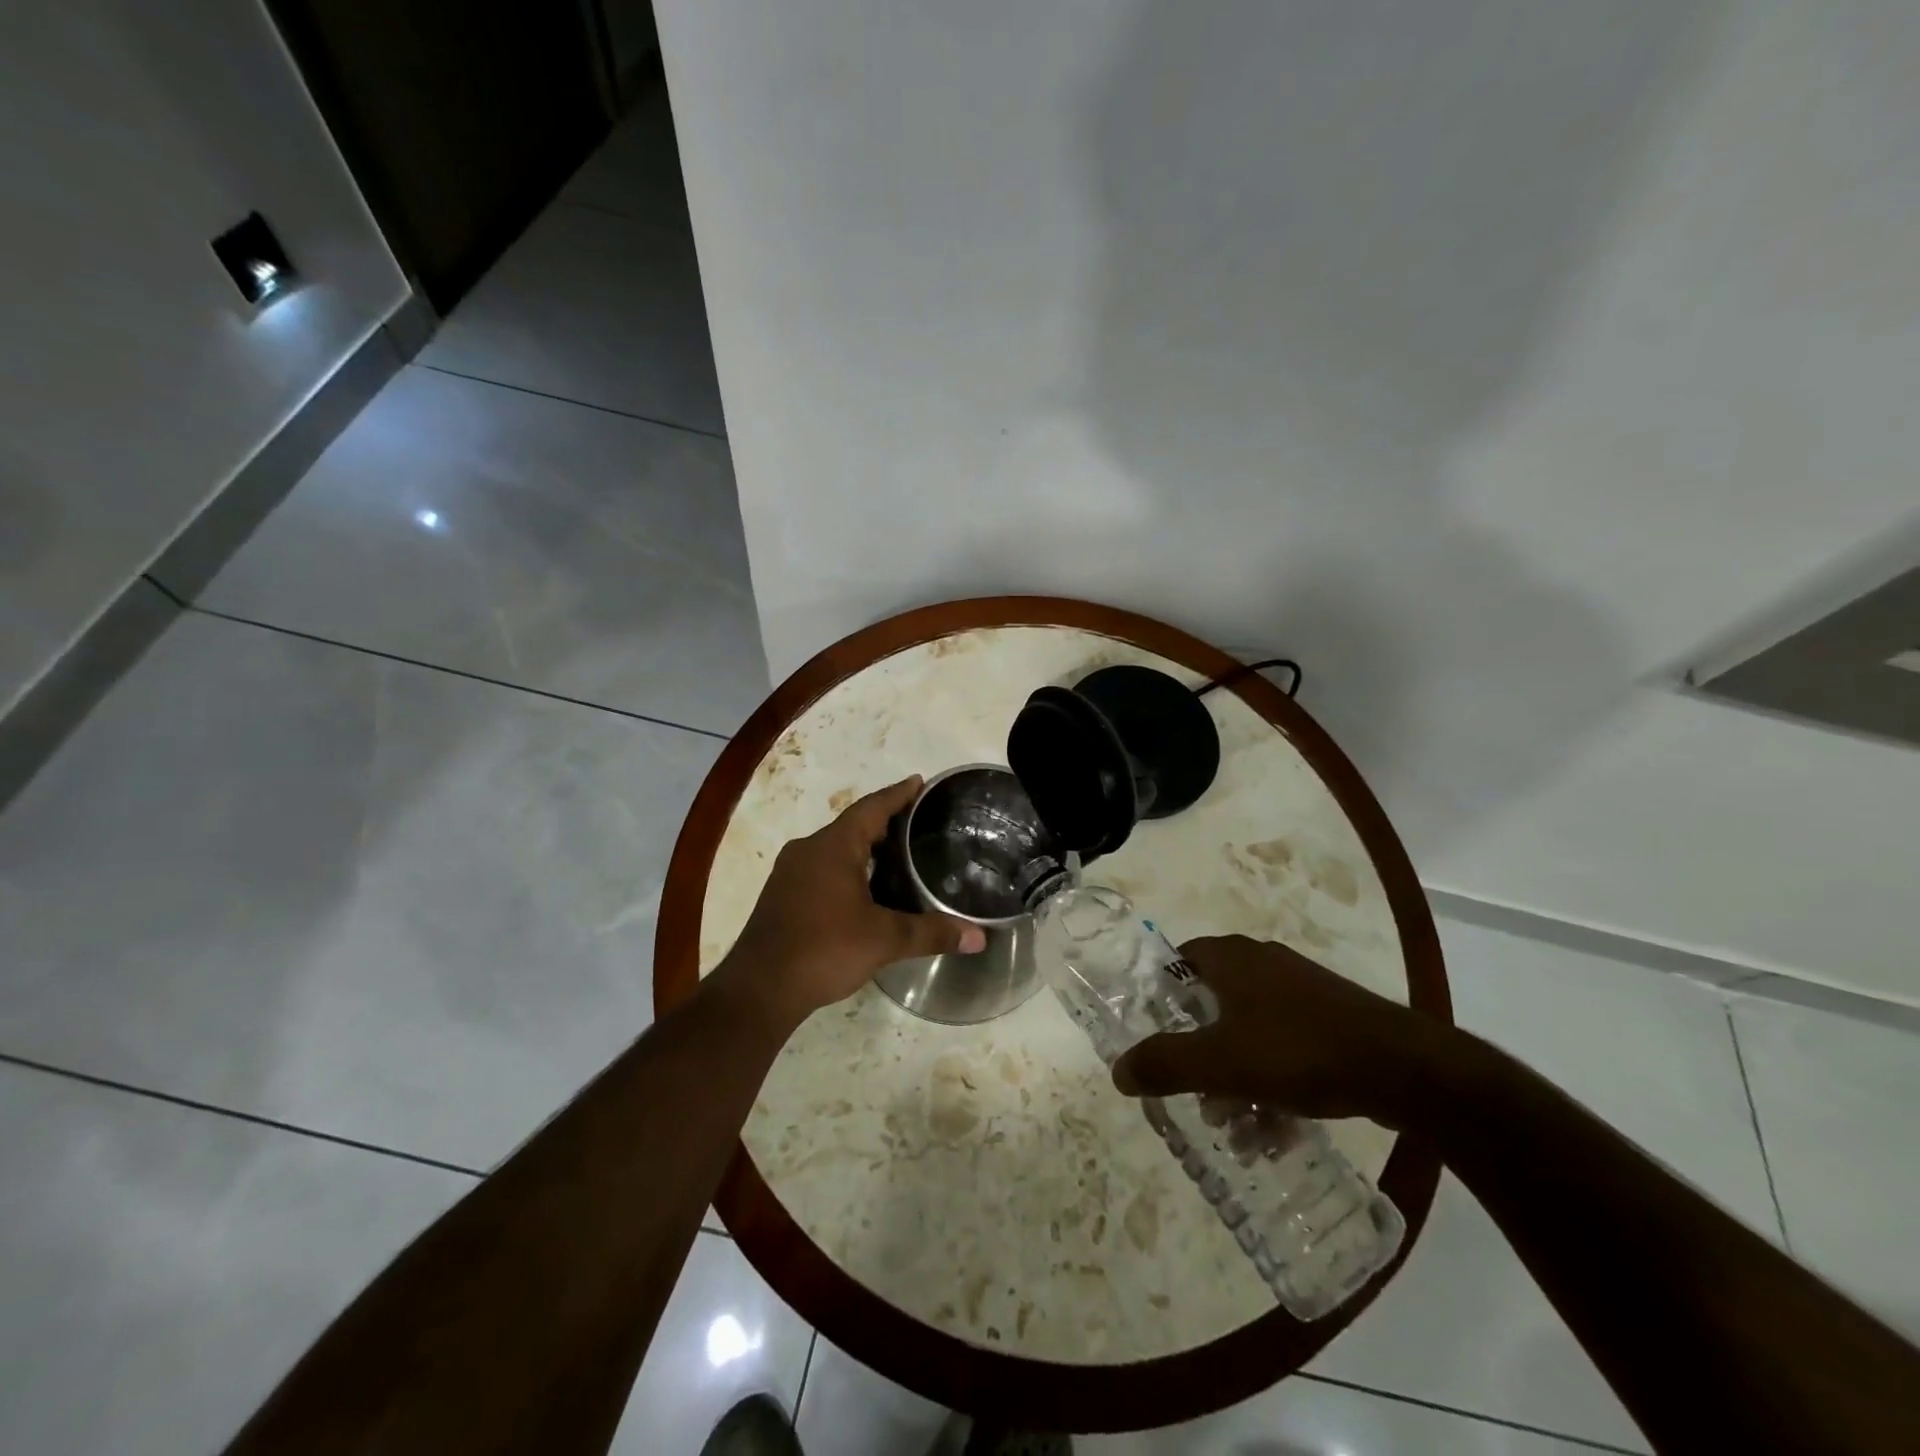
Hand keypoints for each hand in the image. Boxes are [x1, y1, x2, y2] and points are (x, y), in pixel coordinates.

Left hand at [717, 776, 985, 1027]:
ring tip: (897, 853)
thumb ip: (931, 933)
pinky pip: (822, 867)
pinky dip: (847, 867)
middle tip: (918, 822)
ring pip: (835, 847)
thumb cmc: (823, 950)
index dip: (898, 794)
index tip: (919, 782)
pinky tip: (864, 888)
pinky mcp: (782, 895)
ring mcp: (790, 872)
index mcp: (833, 846)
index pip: (872, 808)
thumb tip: (978, 938)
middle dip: (885, 821)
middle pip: (853, 824)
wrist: (759, 989)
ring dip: (864, 846)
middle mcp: (808, 849)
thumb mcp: (884, 940)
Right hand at [1111, 935, 1463, 1129]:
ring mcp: (1302, 991)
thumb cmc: (1297, 1051)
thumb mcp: (1219, 1063)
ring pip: (1250, 1033)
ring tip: (1237, 1130)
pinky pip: (1286, 1048)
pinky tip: (1276, 1131)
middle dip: (1201, 1055)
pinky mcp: (1333, 1021)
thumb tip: (1118, 1071)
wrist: (1403, 1068)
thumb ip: (1163, 1064)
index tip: (1156, 1038)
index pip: (1179, 962)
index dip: (1162, 998)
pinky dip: (1272, 1085)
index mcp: (1231, 958)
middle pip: (1212, 1005)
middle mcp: (1263, 964)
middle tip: (1196, 1096)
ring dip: (1236, 1080)